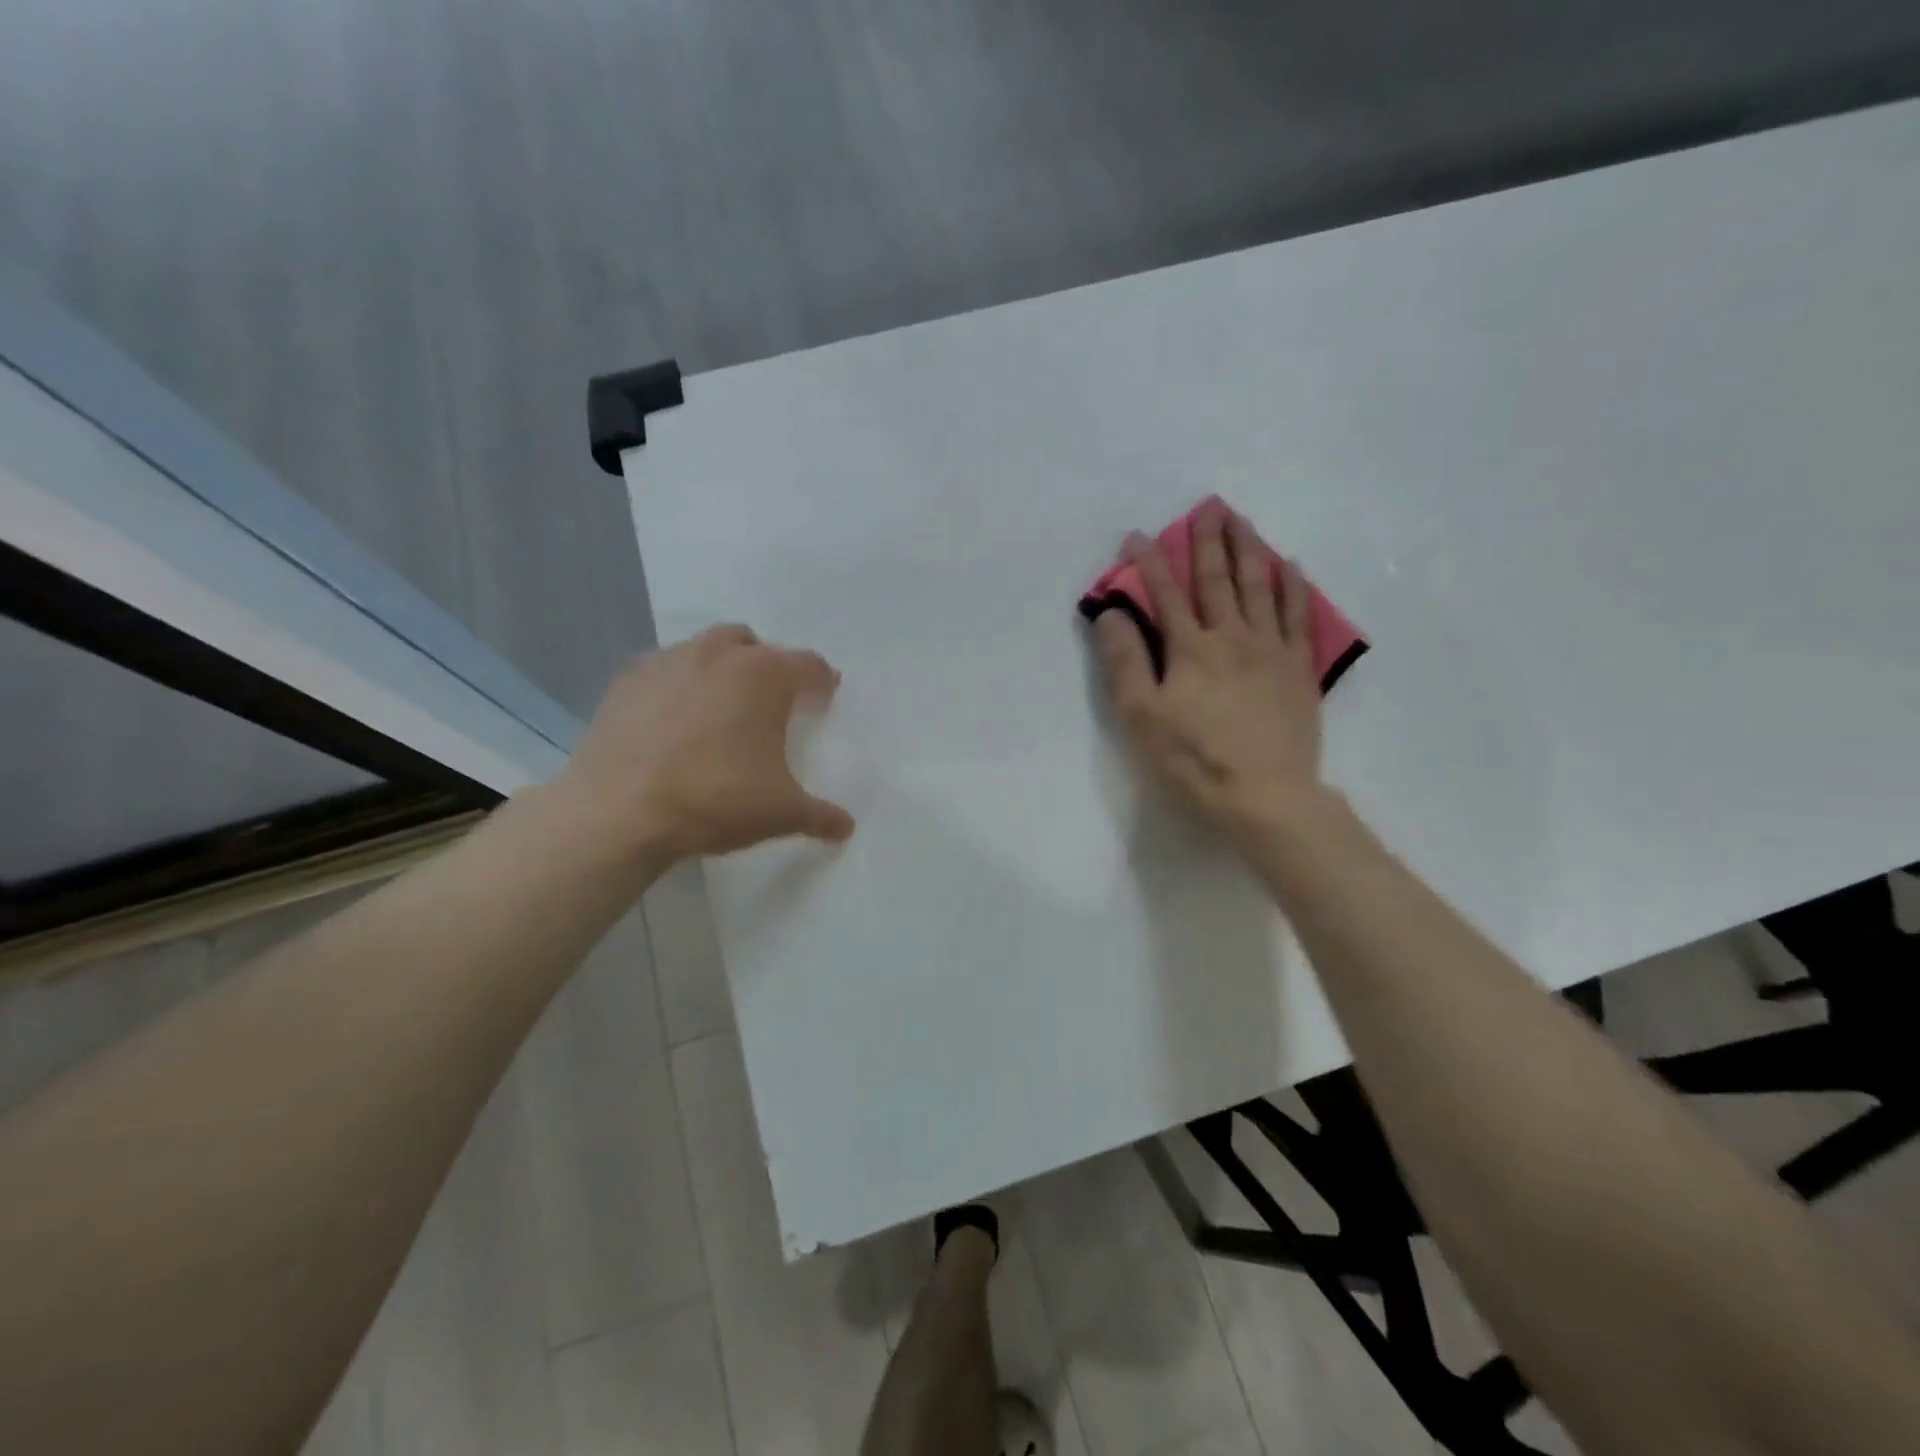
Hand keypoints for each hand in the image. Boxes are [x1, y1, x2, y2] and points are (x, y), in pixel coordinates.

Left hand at [553, 625, 855, 864]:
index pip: (808, 665)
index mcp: (764, 676)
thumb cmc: (715, 801)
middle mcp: (719, 654)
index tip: (825, 693)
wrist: (619, 812)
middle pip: (754, 645)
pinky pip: (665, 669)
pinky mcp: (627, 680)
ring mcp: (668, 662)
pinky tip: (673, 717)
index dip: (822, 680)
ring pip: (706, 649)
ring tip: (722, 705)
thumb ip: (820, 815)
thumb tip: (847, 827)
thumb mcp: (781, 813)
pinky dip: (678, 683)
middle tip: (772, 700)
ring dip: (722, 668)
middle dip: (768, 666)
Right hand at [1094, 505, 1323, 840]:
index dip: (1149, 562)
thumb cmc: (1193, 759)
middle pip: (1218, 579)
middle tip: (1208, 507)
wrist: (1264, 796)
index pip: (1165, 594)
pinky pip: (1298, 615)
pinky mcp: (1299, 668)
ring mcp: (1271, 650)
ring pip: (1260, 587)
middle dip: (1209, 541)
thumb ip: (1125, 661)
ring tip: (1243, 520)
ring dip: (1250, 549)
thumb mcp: (1141, 716)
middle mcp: (1233, 637)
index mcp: (1190, 649)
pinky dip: (1293, 586)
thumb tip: (1111, 613)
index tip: (1137, 535)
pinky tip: (1290, 565)